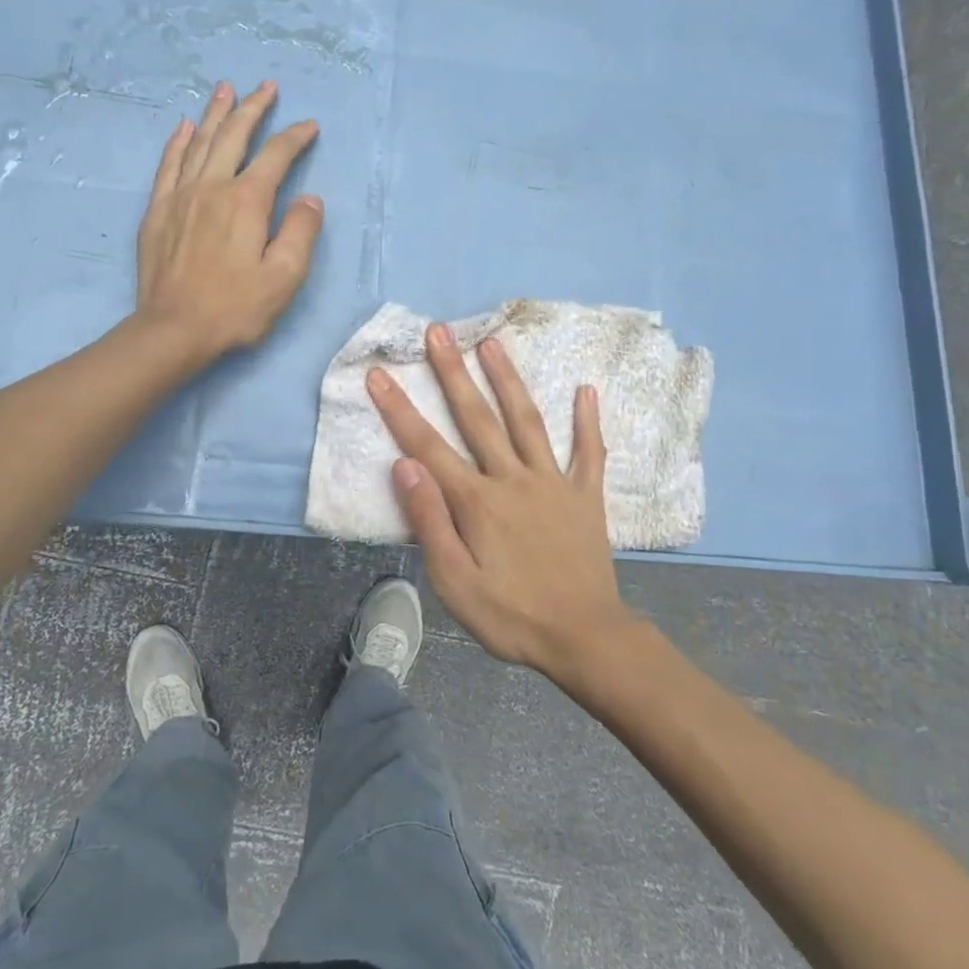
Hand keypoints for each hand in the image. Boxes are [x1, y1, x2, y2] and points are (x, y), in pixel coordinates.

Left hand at [135, 80, 322, 360]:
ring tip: (226, 89)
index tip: (310, 126)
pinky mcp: (157, 211)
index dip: (295, 137)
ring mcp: (180, 196)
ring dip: (215, 113)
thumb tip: (309, 198)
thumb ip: (300, 232)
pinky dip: (178, 142)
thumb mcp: (284, 277)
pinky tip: (184, 127)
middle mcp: (212, 187)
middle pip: (234, 135)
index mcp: (246, 201)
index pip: (276, 157)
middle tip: (267, 86)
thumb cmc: (235, 308)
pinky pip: (169, 165)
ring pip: (199, 142)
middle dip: (253, 108)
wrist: (173, 330)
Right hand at [367, 325, 640, 678]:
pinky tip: (587, 389)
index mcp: (476, 500)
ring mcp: (553, 482)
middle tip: (438, 330)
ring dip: (508, 379)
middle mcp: (512, 478)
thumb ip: (430, 521)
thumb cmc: (511, 615)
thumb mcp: (454, 582)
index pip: (427, 445)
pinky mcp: (586, 495)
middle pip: (477, 417)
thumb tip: (405, 466)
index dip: (399, 408)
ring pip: (527, 421)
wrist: (584, 637)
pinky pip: (590, 452)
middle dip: (453, 372)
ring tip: (493, 342)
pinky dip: (588, 421)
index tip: (378, 373)